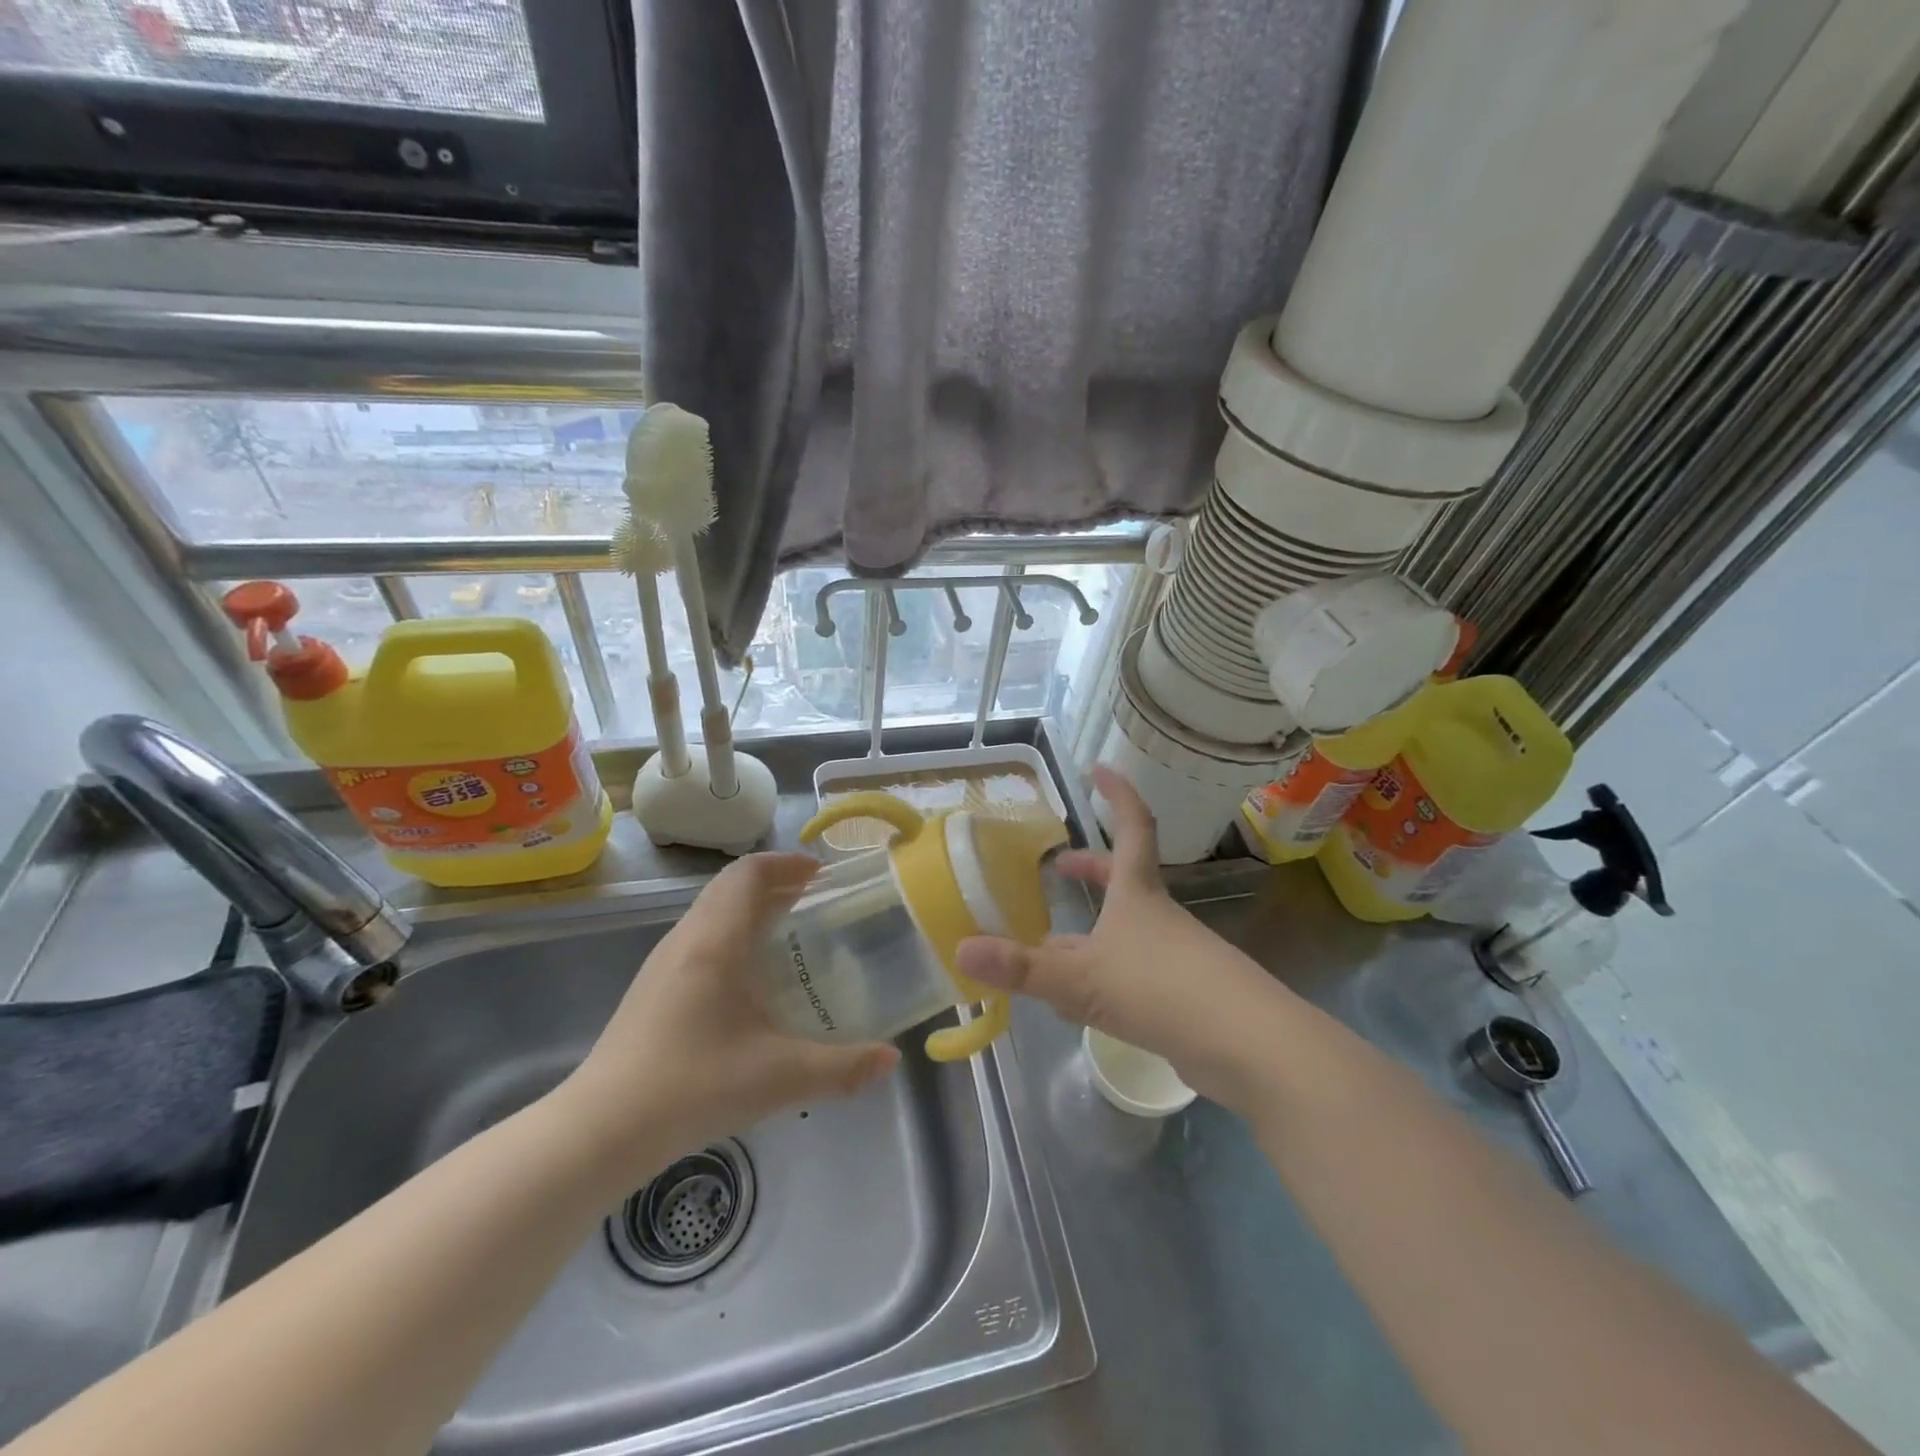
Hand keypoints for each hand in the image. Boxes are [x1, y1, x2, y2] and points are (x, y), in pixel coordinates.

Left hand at [561, 853, 898, 1176]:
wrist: (600, 1131)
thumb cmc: (693, 1086)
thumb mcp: (779, 1077)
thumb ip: (842, 1068)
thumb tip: (890, 1060)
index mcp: (715, 940)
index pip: (748, 873)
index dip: (787, 863)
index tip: (822, 874)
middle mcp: (686, 939)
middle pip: (731, 887)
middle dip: (776, 884)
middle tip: (817, 902)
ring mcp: (663, 963)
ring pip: (713, 912)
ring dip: (752, 909)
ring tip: (791, 936)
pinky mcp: (653, 988)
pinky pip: (701, 938)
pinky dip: (733, 935)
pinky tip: (752, 980)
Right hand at [955, 766, 1285, 1111]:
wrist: (1249, 1047)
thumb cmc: (1161, 990)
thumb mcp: (1081, 979)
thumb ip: (1021, 968)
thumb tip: (959, 950)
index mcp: (1137, 894)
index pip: (1131, 827)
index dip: (1117, 795)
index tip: (1098, 768)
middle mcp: (1158, 916)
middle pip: (1125, 878)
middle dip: (1091, 868)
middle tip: (1059, 866)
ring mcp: (1175, 955)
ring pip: (1126, 930)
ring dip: (1091, 931)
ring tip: (1052, 948)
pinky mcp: (1184, 995)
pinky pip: (1134, 973)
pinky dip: (1104, 974)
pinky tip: (1083, 1006)